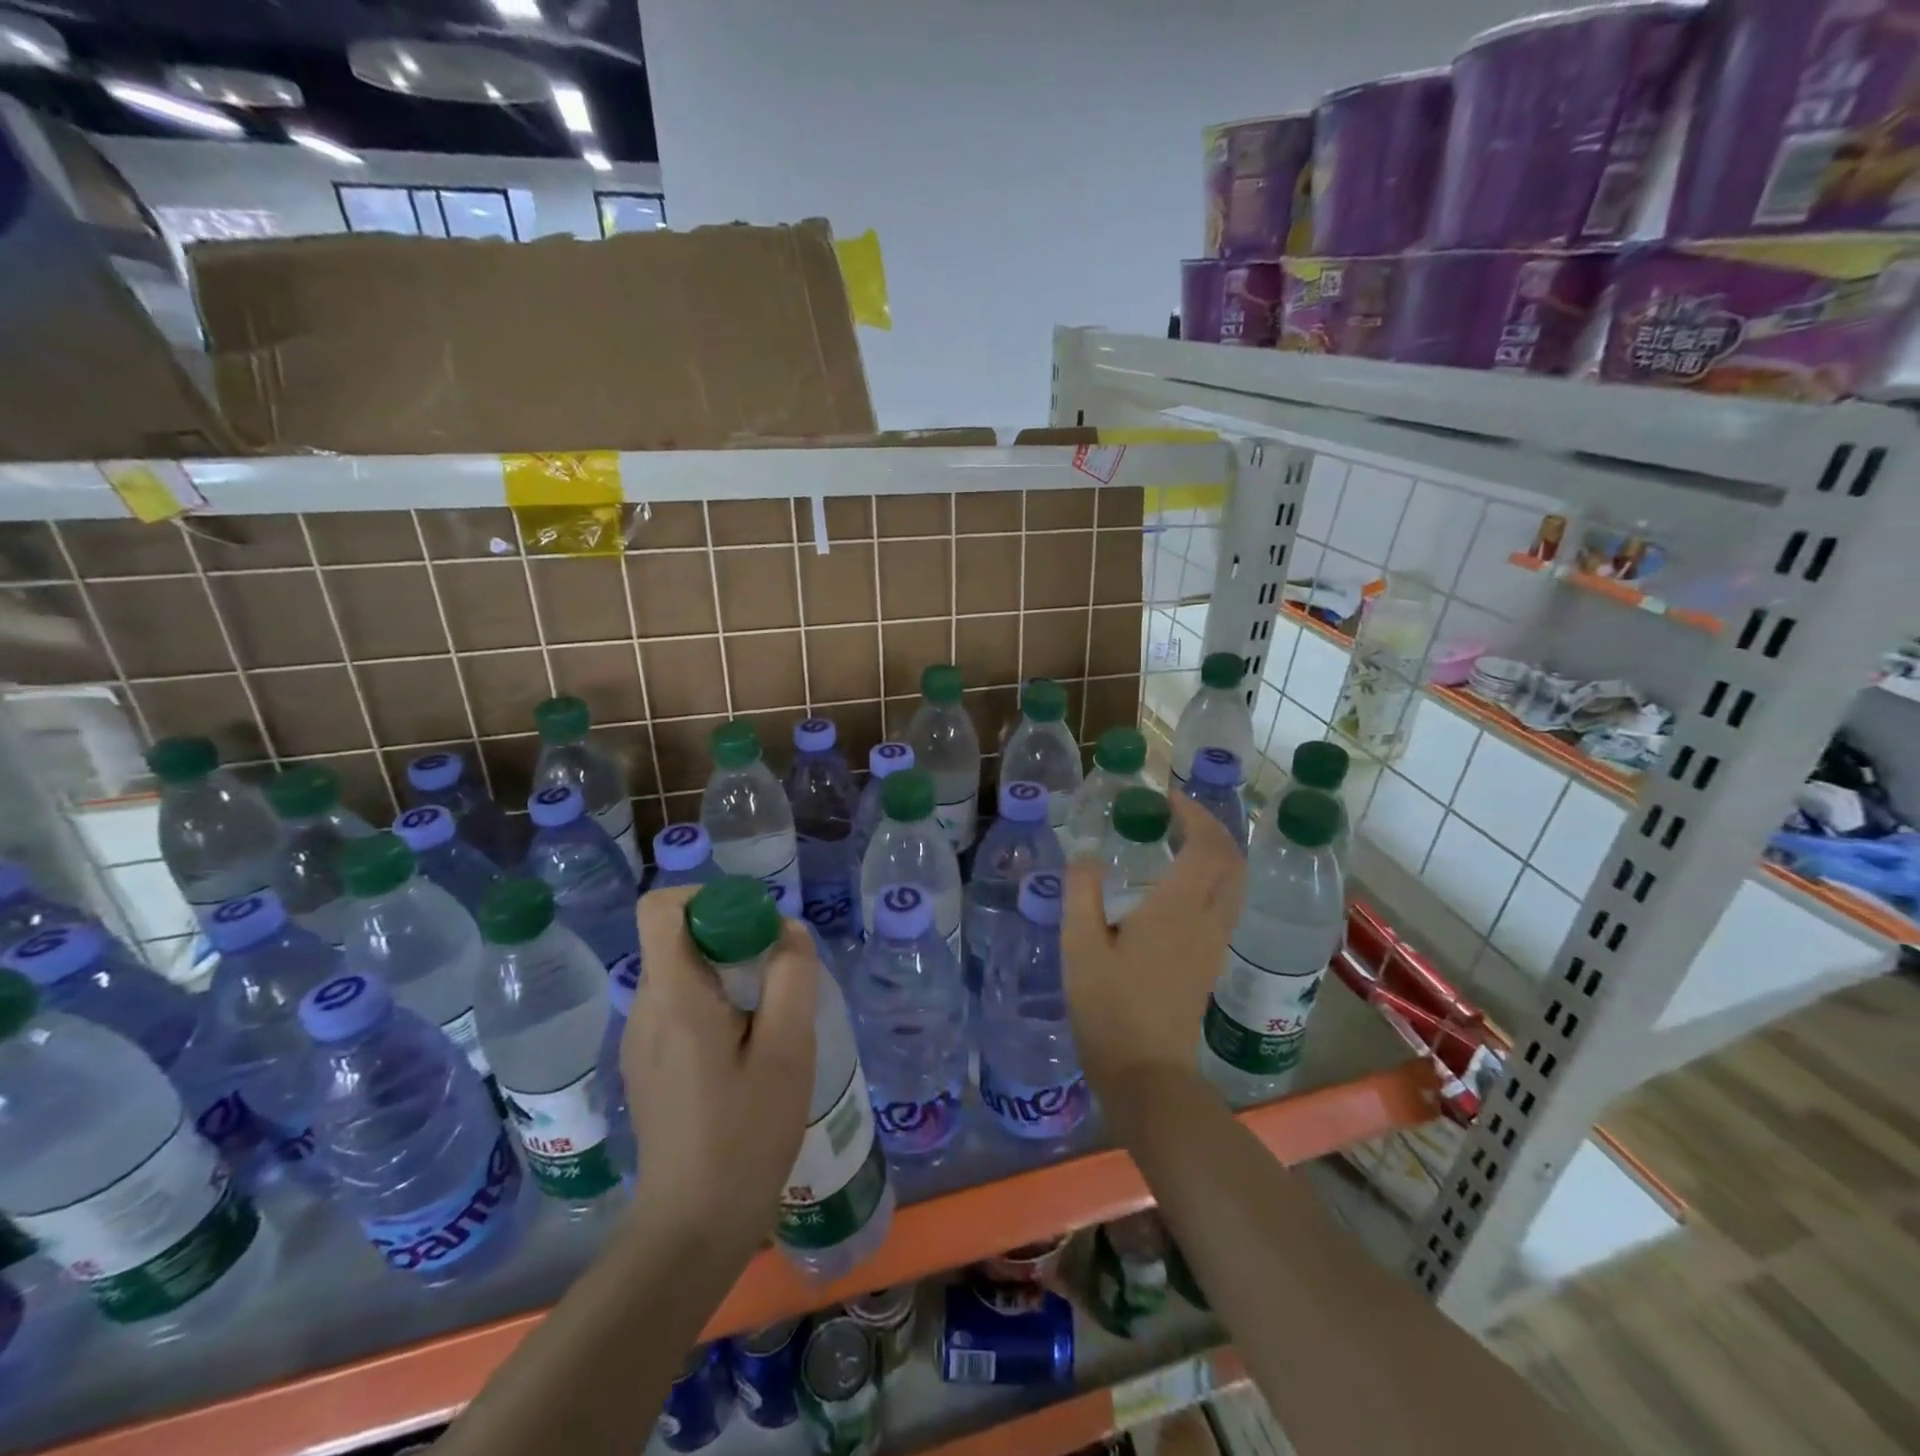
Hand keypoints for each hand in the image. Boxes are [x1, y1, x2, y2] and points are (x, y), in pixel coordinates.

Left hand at [624, 886, 819, 1257]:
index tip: (754, 925)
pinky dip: (714, 1002)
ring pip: (681, 971)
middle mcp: (645, 1009)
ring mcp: (641, 1040)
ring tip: (769, 1013)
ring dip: (726, 970)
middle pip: (676, 937)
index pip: (662, 907)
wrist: (693, 1229)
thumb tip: (786, 930)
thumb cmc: (745, 1135)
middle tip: (777, 972)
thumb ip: (791, 976)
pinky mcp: (648, 1065)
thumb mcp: (788, 1049)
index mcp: (673, 997)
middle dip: (729, 935)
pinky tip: (747, 1047)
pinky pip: (679, 1005)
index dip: (708, 897)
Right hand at [1062, 792, 1245, 1090]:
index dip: (1193, 814)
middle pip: (1232, 861)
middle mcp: (1206, 919)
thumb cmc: (1109, 1006)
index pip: (1206, 846)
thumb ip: (1081, 891)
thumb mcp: (1079, 945)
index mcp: (1177, 908)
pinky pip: (1225, 903)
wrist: (1146, 1072)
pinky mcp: (1210, 961)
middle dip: (1211, 828)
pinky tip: (1177, 884)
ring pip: (1234, 883)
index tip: (1166, 797)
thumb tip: (1086, 854)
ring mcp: (1214, 942)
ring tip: (1178, 841)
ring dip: (1216, 853)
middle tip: (1176, 814)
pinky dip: (1212, 878)